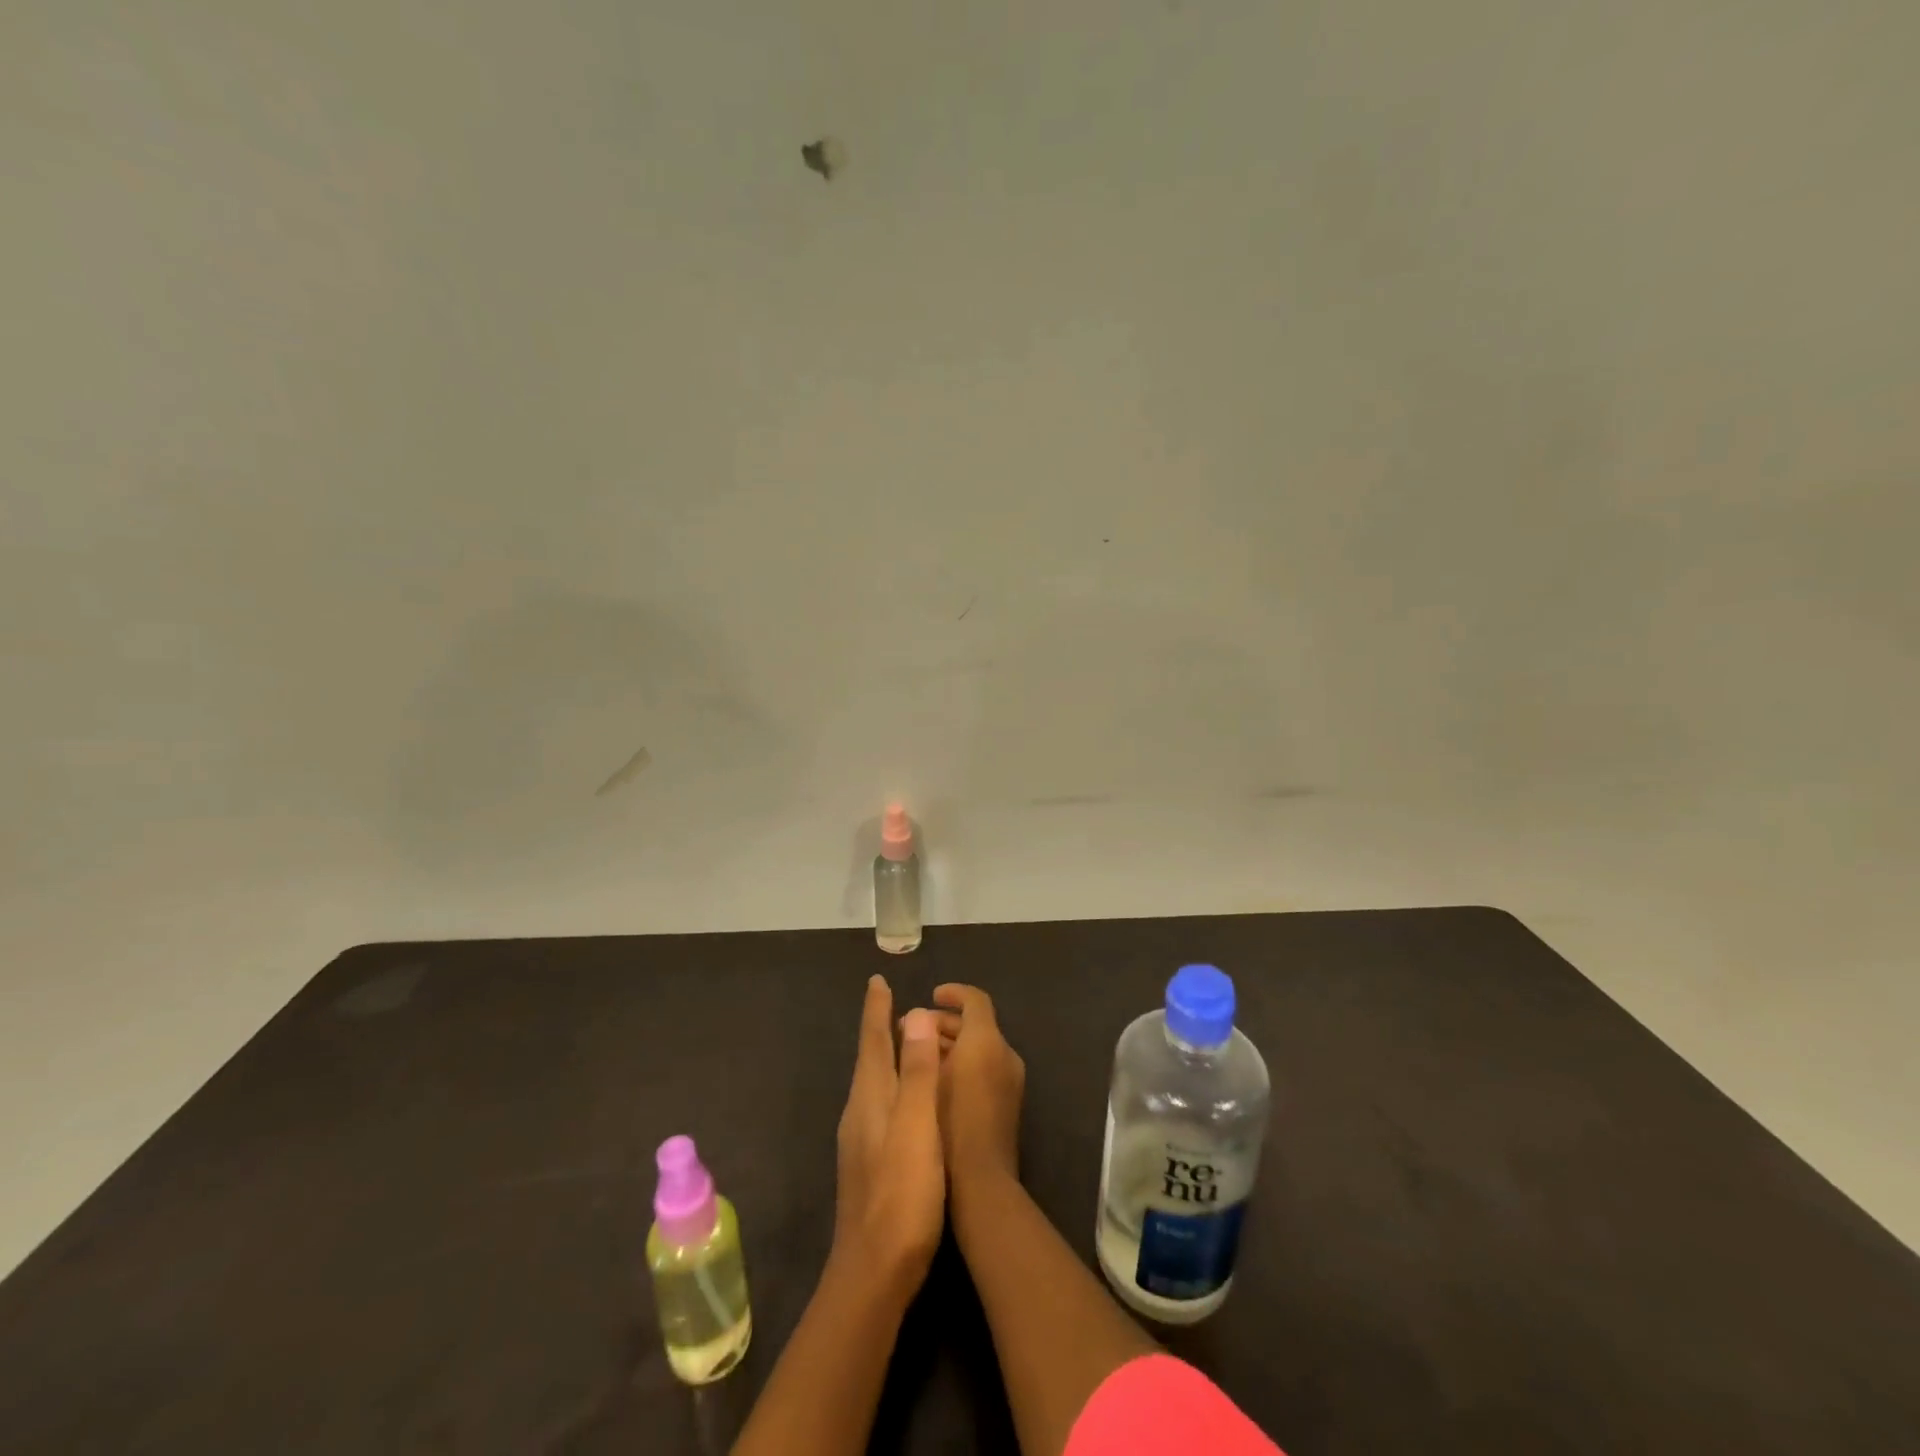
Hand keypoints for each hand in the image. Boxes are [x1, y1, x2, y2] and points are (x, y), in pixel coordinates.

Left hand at [832, 976, 945, 1300]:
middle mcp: (860, 1111)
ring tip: (901, 1041)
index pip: (874, 1040)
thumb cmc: (902, 1194)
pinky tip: (903, 1099)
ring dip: (886, 1055)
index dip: (876, 1009)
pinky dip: (892, 1084)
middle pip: (871, 1057)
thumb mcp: (917, 1127)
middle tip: (892, 1001)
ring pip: (874, 1082)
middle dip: (880, 1027)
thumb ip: (918, 1072)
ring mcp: (860, 1140)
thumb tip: (914, 1014)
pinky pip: (880, 1104)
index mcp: (871, 1097)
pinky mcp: (869, 1163)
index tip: (876, 980)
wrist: (873, 1272)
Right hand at [932, 984, 1025, 1189]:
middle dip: (944, 1023)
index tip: (930, 996)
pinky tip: (937, 1083)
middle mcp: (1005, 1054)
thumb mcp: (930, 1077)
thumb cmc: (949, 1124)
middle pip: (977, 1023)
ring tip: (919, 1057)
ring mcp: (1011, 1080)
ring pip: (980, 1047)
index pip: (975, 999)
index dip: (952, 993)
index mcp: (987, 1041)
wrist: (983, 1183)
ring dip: (951, 1045)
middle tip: (911, 1032)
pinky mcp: (1008, 1103)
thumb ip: (925, 1042)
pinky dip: (963, 1064)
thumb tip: (919, 1018)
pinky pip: (985, 1068)